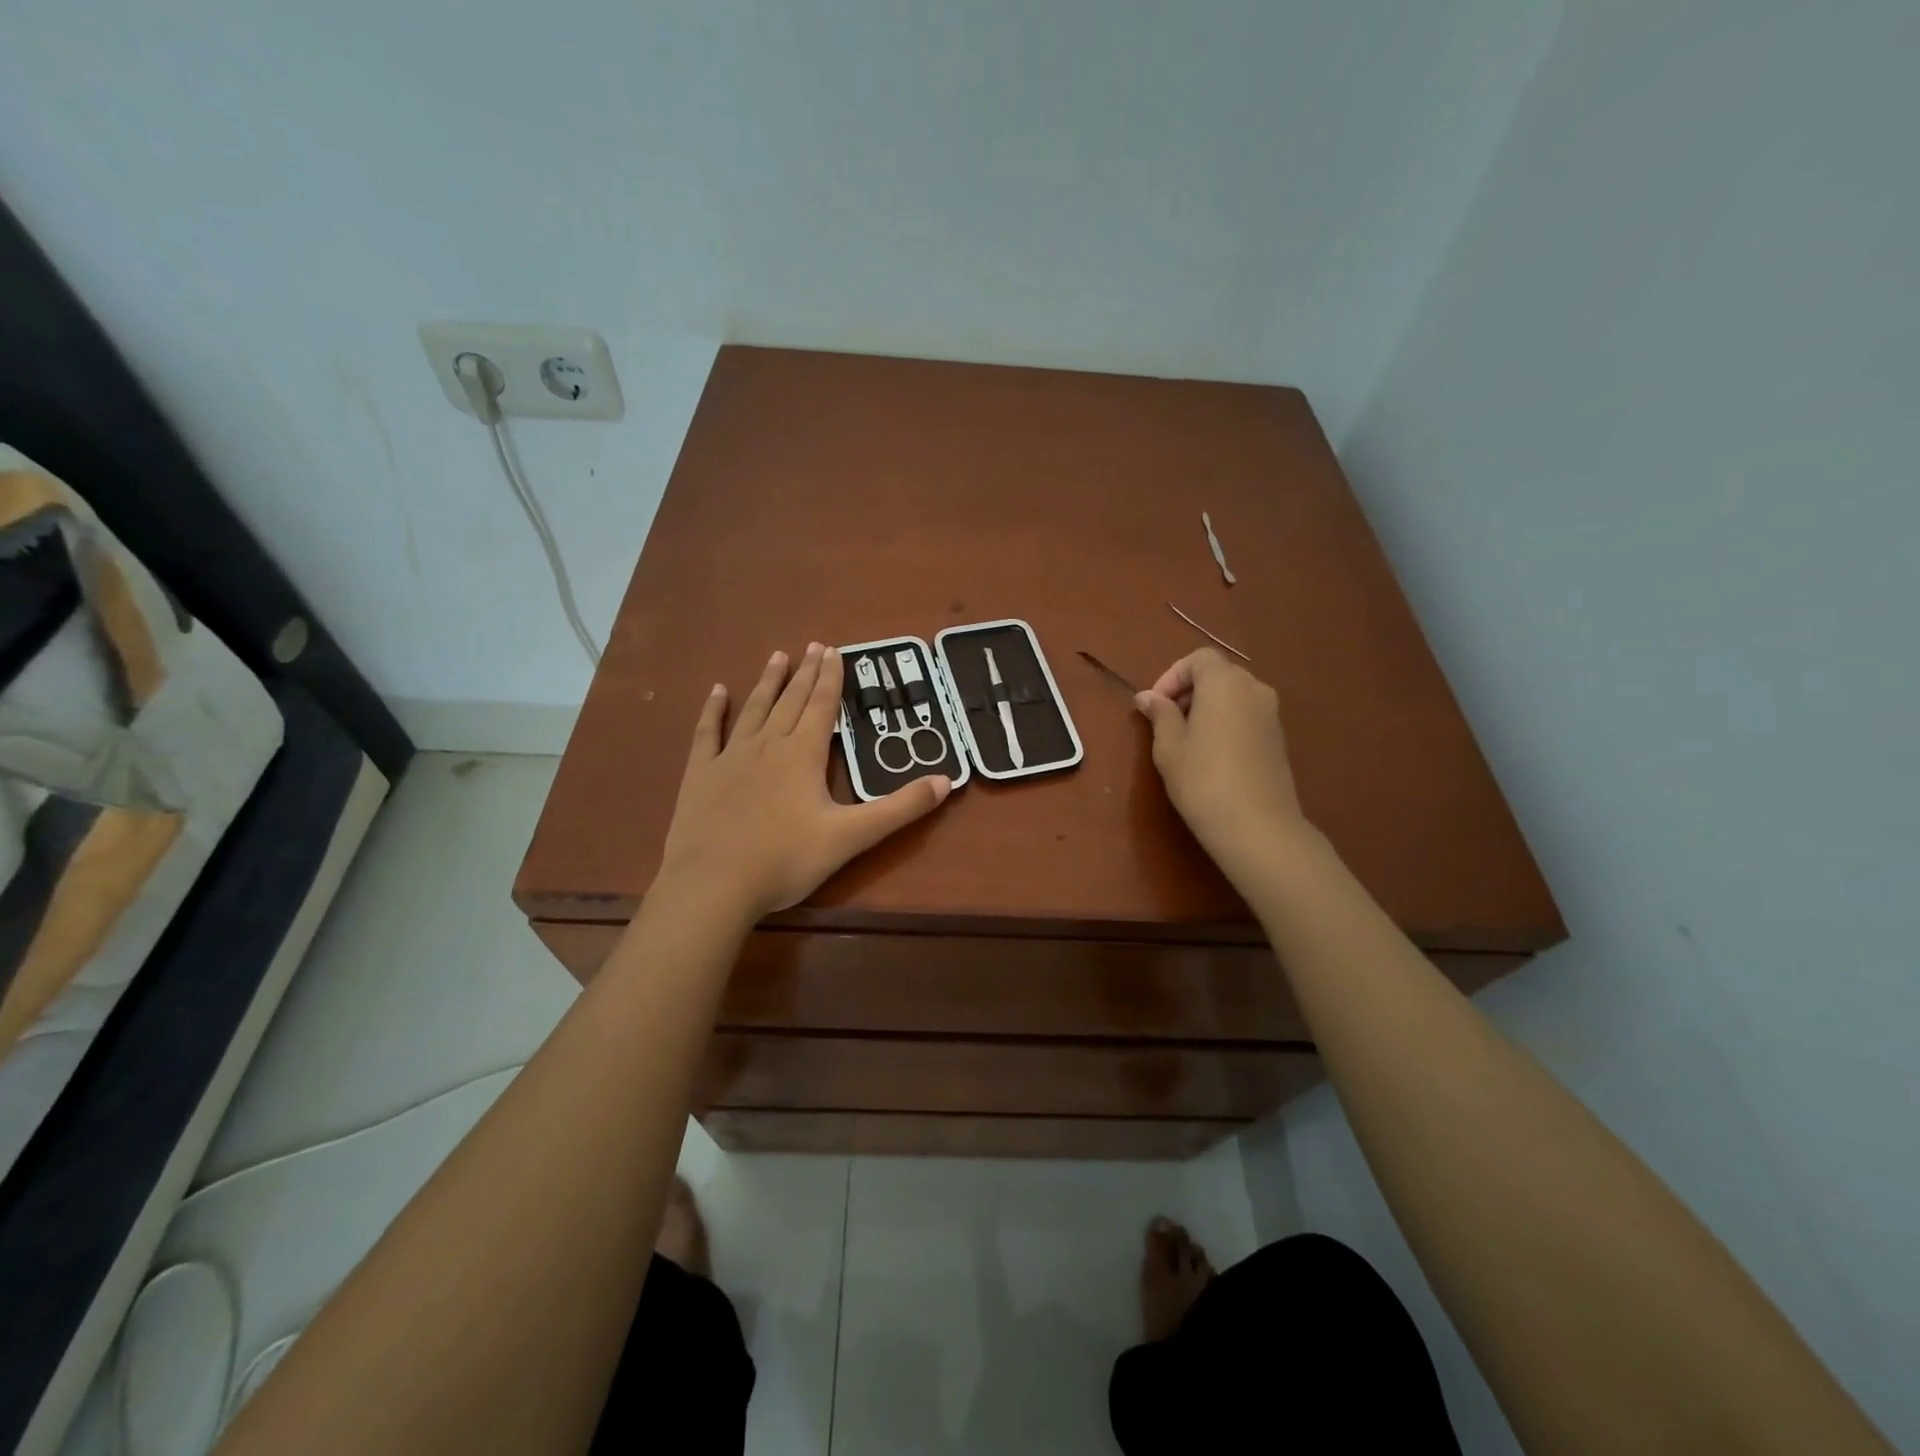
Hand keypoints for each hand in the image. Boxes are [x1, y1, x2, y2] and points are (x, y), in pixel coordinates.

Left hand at [658, 643, 951, 919]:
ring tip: (778, 656)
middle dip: (805, 673)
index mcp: (803, 754)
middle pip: (790, 701)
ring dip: (768, 683)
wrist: (714, 885)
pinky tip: (717, 691)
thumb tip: (946, 781)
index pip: (821, 706)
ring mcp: (730, 757)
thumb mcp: (852, 837)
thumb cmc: (786, 860)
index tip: (835, 650)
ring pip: (754, 709)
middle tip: (814, 645)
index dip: (831, 678)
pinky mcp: (700, 774)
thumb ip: (899, 808)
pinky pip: (708, 732)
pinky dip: (714, 710)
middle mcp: (768, 745)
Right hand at [1134, 649, 1309, 880]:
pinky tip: (1211, 756)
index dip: (1172, 676)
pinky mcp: (1279, 738)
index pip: (1198, 659)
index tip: (1155, 705)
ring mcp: (1271, 714)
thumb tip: (1148, 696)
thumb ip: (1160, 714)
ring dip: (1207, 707)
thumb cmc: (1203, 780)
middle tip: (1166, 722)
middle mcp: (1253, 689)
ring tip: (1186, 741)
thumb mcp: (1169, 747)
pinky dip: (1226, 722)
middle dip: (1188, 691)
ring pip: (1233, 696)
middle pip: (1218, 674)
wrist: (1258, 826)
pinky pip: (1246, 715)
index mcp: (1224, 683)